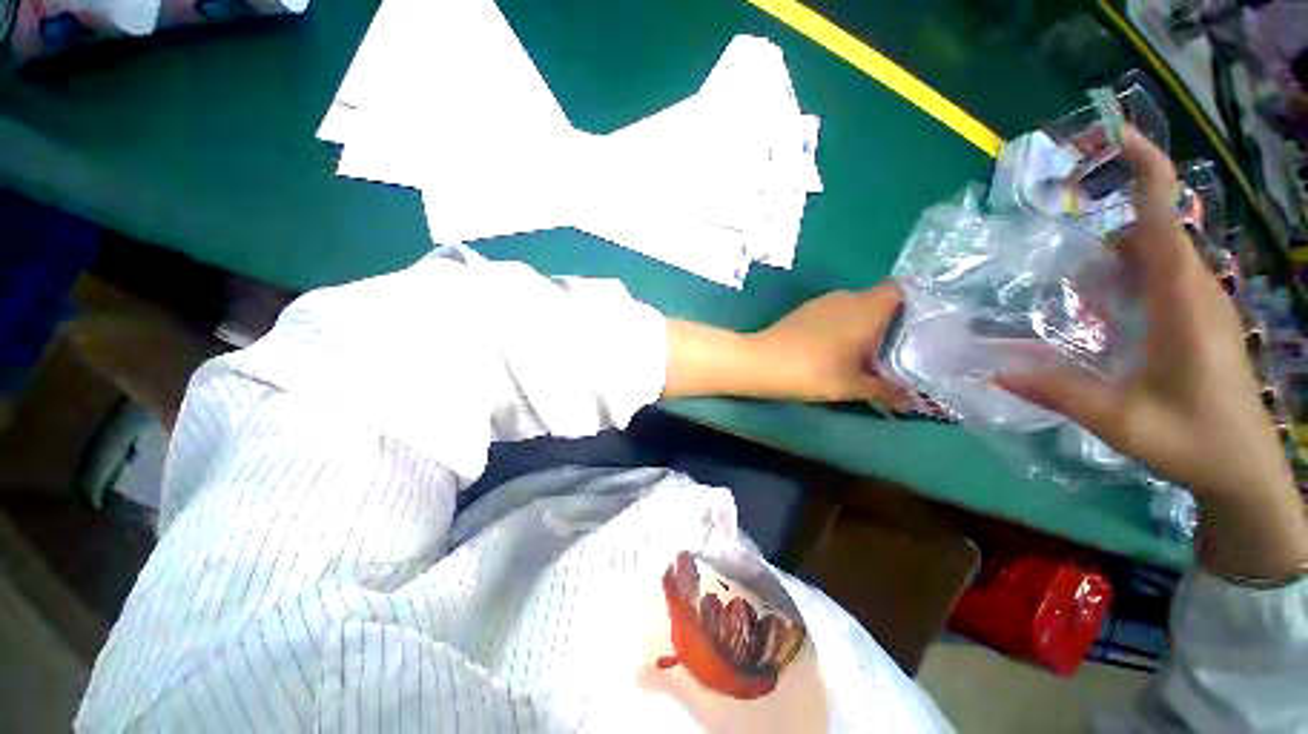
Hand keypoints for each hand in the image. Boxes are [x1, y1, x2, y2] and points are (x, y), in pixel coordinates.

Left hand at [747, 283, 912, 405]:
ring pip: (857, 307)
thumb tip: (912, 401)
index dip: (918, 302)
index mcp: (868, 308)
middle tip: (904, 345)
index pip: (903, 290)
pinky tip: (841, 347)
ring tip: (874, 350)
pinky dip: (845, 325)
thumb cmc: (813, 370)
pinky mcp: (806, 310)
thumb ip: (886, 391)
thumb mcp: (853, 386)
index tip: (926, 324)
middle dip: (893, 320)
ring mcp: (824, 301)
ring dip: (866, 324)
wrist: (762, 361)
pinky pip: (837, 312)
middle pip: (881, 300)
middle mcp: (849, 296)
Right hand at [997, 127, 1307, 579]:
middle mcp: (1198, 293)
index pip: (1165, 224)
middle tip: (1059, 248)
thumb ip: (1058, 391)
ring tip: (1073, 283)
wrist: (1245, 471)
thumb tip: (993, 369)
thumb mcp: (1121, 421)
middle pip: (1157, 233)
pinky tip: (1101, 306)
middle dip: (1112, 224)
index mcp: (1184, 306)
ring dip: (1117, 255)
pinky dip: (1130, 275)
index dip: (1146, 174)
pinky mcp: (1201, 320)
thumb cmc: (1194, 442)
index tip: (1118, 137)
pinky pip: (1164, 277)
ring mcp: (1203, 305)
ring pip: (1161, 255)